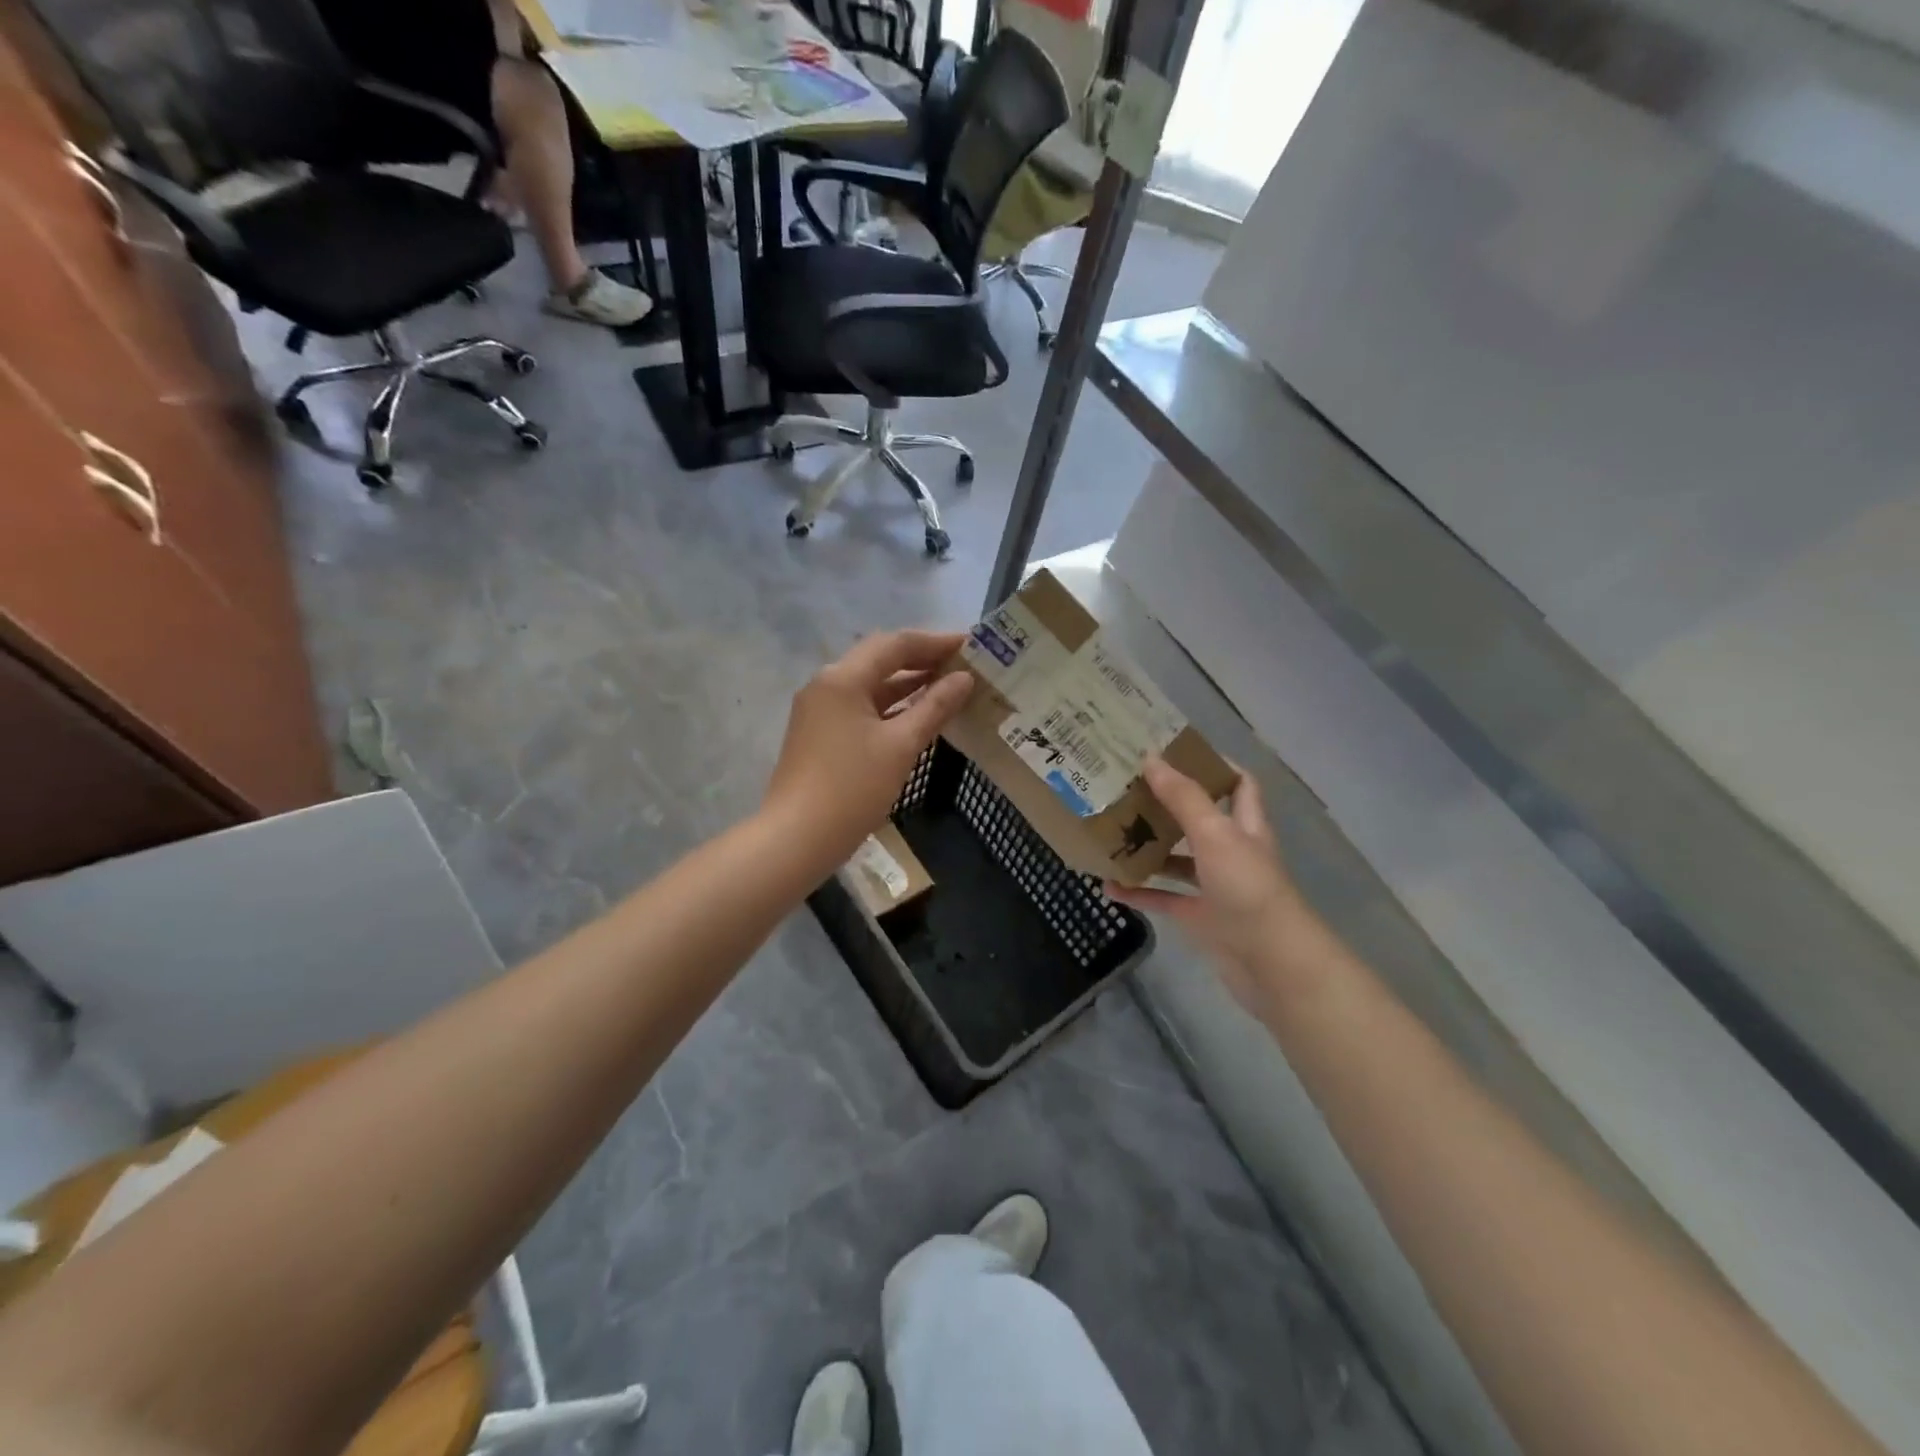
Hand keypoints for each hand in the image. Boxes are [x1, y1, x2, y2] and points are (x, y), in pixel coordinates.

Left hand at [764, 629, 972, 866]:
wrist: (798, 838)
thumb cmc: (852, 788)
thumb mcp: (901, 746)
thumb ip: (935, 707)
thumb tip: (964, 678)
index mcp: (842, 678)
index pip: (895, 644)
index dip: (936, 642)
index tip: (972, 645)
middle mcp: (827, 685)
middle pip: (881, 659)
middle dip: (923, 660)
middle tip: (964, 664)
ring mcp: (821, 710)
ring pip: (871, 685)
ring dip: (909, 684)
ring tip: (950, 686)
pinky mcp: (821, 734)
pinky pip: (862, 707)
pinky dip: (892, 707)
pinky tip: (919, 715)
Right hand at [1108, 758, 1315, 1014]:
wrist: (1273, 963)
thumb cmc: (1248, 889)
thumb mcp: (1215, 834)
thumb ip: (1183, 798)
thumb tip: (1151, 759)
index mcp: (1245, 825)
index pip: (1238, 783)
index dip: (1214, 765)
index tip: (1175, 751)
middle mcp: (1232, 851)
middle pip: (1199, 819)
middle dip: (1167, 804)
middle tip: (1128, 788)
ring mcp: (1216, 887)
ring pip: (1178, 860)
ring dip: (1149, 848)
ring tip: (1111, 831)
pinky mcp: (1201, 918)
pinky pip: (1164, 899)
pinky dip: (1139, 892)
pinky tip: (1109, 885)